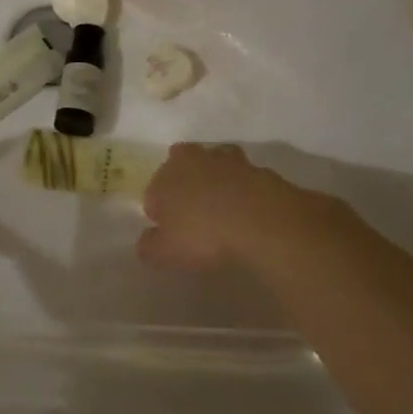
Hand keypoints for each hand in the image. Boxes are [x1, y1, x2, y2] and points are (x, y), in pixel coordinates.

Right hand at [138, 142, 341, 272]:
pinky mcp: (260, 170)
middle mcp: (194, 160)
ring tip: (222, 208)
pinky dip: (244, 191)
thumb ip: (149, 246)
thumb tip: (147, 240)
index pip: (153, 191)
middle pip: (182, 164)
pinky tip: (249, 213)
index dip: (159, 213)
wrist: (264, 222)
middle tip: (193, 212)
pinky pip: (245, 179)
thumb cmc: (205, 235)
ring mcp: (229, 161)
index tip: (169, 233)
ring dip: (215, 180)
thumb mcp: (165, 253)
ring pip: (215, 165)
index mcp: (166, 175)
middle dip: (184, 182)